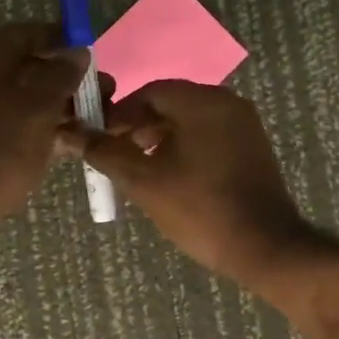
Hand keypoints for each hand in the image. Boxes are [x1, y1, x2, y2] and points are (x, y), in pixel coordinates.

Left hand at [0, 23, 88, 229]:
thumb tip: (78, 52)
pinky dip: (45, 130)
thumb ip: (63, 75)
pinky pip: (20, 125)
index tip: (97, 61)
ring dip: (63, 109)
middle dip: (71, 81)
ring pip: (29, 100)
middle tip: (105, 96)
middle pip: (33, 68)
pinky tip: (74, 145)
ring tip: (99, 123)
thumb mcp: (40, 105)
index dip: (67, 43)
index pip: (33, 33)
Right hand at [62, 81, 314, 287]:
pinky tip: (171, 176)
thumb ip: (106, 153)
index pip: (149, 92)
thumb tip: (74, 134)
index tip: (99, 139)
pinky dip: (185, 147)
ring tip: (139, 169)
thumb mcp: (144, 181)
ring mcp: (244, 125)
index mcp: (203, 102)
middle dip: (138, 126)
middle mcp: (228, 102)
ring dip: (160, 138)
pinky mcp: (252, 147)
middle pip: (171, 103)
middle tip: (116, 155)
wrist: (264, 246)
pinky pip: (209, 135)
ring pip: (190, 120)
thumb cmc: (200, 210)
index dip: (119, 114)